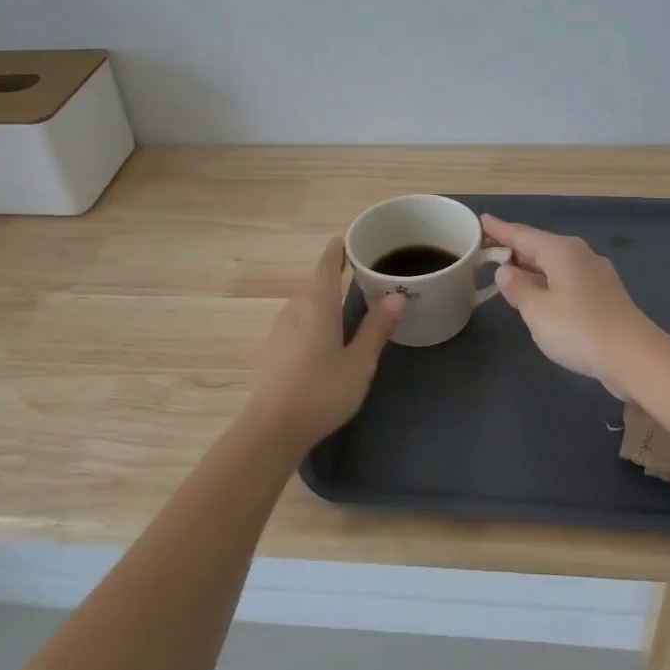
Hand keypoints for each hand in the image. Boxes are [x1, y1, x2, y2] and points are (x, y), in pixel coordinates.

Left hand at [245, 237, 403, 446]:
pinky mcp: (274, 349)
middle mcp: (295, 309)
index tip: (347, 241)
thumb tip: (397, 296)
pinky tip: (326, 336)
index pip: (327, 265)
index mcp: (318, 304)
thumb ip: (377, 328)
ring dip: (325, 300)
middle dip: (335, 276)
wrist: (272, 428)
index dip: (337, 251)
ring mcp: (281, 329)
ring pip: (306, 304)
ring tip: (348, 304)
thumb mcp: (360, 361)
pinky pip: (299, 322)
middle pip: (316, 283)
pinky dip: (315, 318)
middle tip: (361, 274)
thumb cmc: (322, 390)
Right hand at [481, 214, 659, 395]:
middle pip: (539, 246)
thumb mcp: (536, 310)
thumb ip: (517, 287)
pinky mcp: (604, 295)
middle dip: (514, 248)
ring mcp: (595, 274)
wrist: (633, 357)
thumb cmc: (578, 329)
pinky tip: (540, 293)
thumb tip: (507, 271)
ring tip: (508, 271)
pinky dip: (547, 280)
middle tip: (487, 249)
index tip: (481, 220)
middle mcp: (580, 254)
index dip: (499, 229)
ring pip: (554, 263)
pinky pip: (566, 278)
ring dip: (531, 266)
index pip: (522, 234)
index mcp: (561, 251)